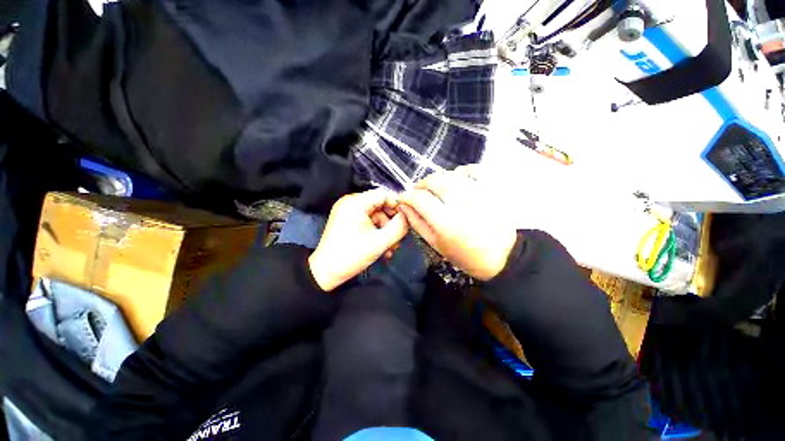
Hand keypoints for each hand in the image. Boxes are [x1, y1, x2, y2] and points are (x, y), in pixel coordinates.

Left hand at [309, 189, 407, 290]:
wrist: (326, 273)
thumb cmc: (352, 255)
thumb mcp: (380, 242)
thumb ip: (399, 227)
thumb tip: (409, 216)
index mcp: (356, 202)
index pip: (384, 194)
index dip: (398, 205)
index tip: (408, 219)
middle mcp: (351, 203)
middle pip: (381, 206)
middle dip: (392, 223)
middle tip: (401, 237)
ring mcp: (349, 213)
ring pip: (376, 217)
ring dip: (386, 231)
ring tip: (392, 249)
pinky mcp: (348, 222)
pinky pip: (369, 223)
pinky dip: (377, 234)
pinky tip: (384, 249)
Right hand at [398, 166, 516, 280]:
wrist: (501, 256)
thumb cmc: (464, 255)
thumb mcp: (435, 244)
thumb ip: (417, 223)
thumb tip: (404, 205)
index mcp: (445, 222)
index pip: (419, 198)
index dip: (407, 195)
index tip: (403, 198)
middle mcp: (460, 203)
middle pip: (434, 181)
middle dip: (421, 184)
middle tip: (418, 192)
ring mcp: (478, 193)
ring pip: (450, 174)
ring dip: (438, 179)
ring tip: (436, 189)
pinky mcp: (491, 189)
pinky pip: (473, 170)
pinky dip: (461, 171)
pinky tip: (456, 179)